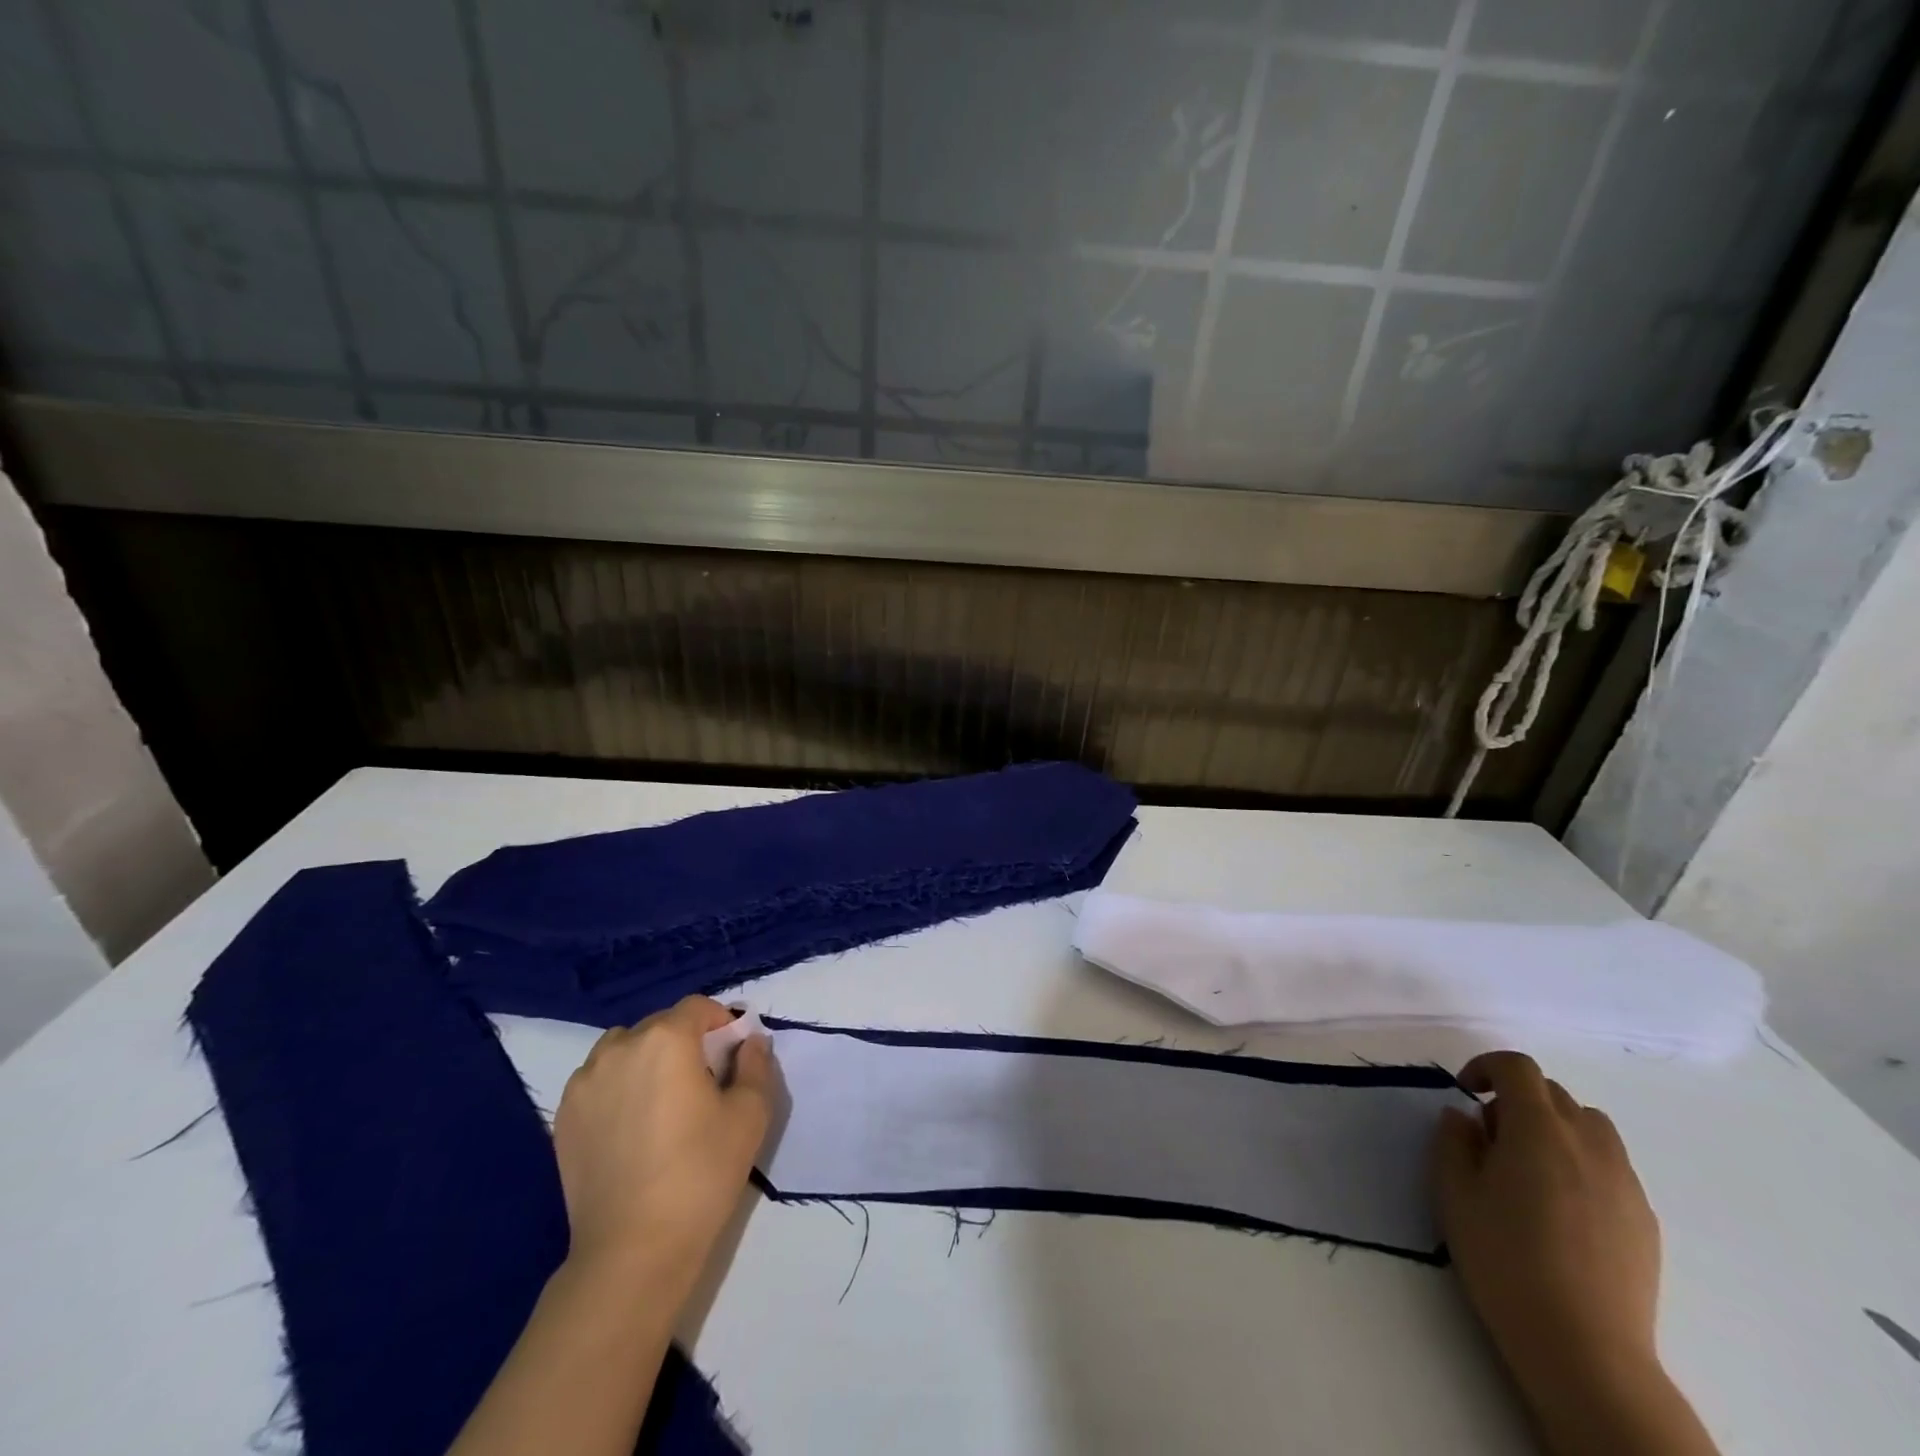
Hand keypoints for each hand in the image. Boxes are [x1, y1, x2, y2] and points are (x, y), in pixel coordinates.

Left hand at [553, 996, 773, 1283]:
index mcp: (666, 1039)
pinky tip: (631, 1126)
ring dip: (646, 1060)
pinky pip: (597, 1080)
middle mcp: (620, 1048)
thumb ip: (755, 1064)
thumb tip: (749, 1040)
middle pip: (660, 1025)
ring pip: (624, 1049)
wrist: (633, 1250)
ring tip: (661, 1103)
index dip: (720, 1023)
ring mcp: (584, 1082)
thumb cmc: (701, 1174)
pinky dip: (617, 1087)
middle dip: (685, 1042)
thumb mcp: (750, 1114)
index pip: (698, 1007)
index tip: (731, 1056)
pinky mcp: (563, 1117)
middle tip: (702, 1085)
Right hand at [1433, 1053, 1659, 1387]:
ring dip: (1555, 1127)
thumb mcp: (1454, 1193)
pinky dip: (1581, 1162)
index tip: (1466, 1091)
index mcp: (1538, 1130)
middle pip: (1554, 1093)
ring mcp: (1625, 1182)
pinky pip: (1610, 1166)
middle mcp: (1588, 1144)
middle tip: (1491, 1138)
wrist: (1584, 1348)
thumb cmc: (1504, 1260)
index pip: (1517, 1068)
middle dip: (1517, 1099)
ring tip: (1530, 1168)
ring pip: (1590, 1125)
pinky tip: (1562, 1208)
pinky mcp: (1645, 1219)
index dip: (1486, 1066)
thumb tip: (1464, 1117)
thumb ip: (1453, 1141)